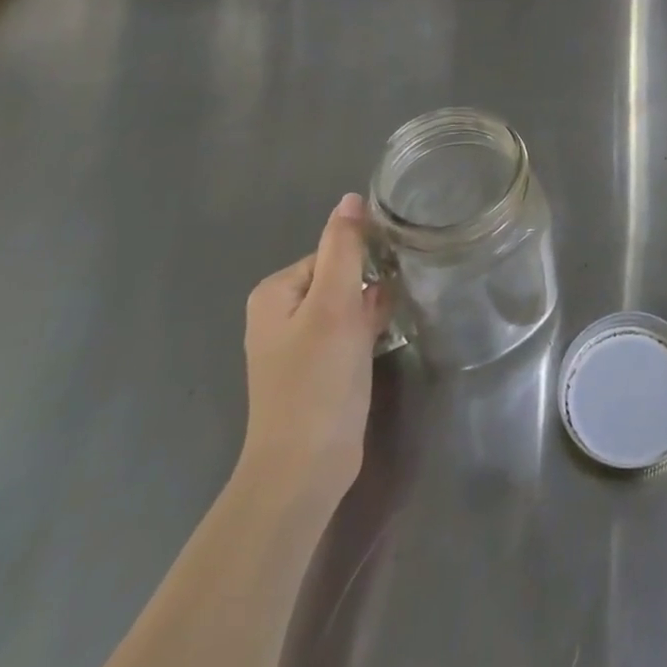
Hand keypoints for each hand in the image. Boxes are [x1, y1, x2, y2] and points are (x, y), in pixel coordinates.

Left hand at [237, 194, 392, 513]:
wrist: (305, 469)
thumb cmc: (317, 380)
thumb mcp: (334, 305)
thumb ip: (344, 248)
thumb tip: (351, 198)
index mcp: (275, 292)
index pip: (332, 251)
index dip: (361, 263)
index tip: (381, 282)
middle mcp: (281, 313)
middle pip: (340, 274)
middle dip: (368, 285)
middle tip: (387, 306)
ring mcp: (299, 342)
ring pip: (348, 302)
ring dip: (372, 306)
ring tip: (390, 320)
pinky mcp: (319, 367)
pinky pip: (349, 329)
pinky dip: (369, 328)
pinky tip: (386, 337)